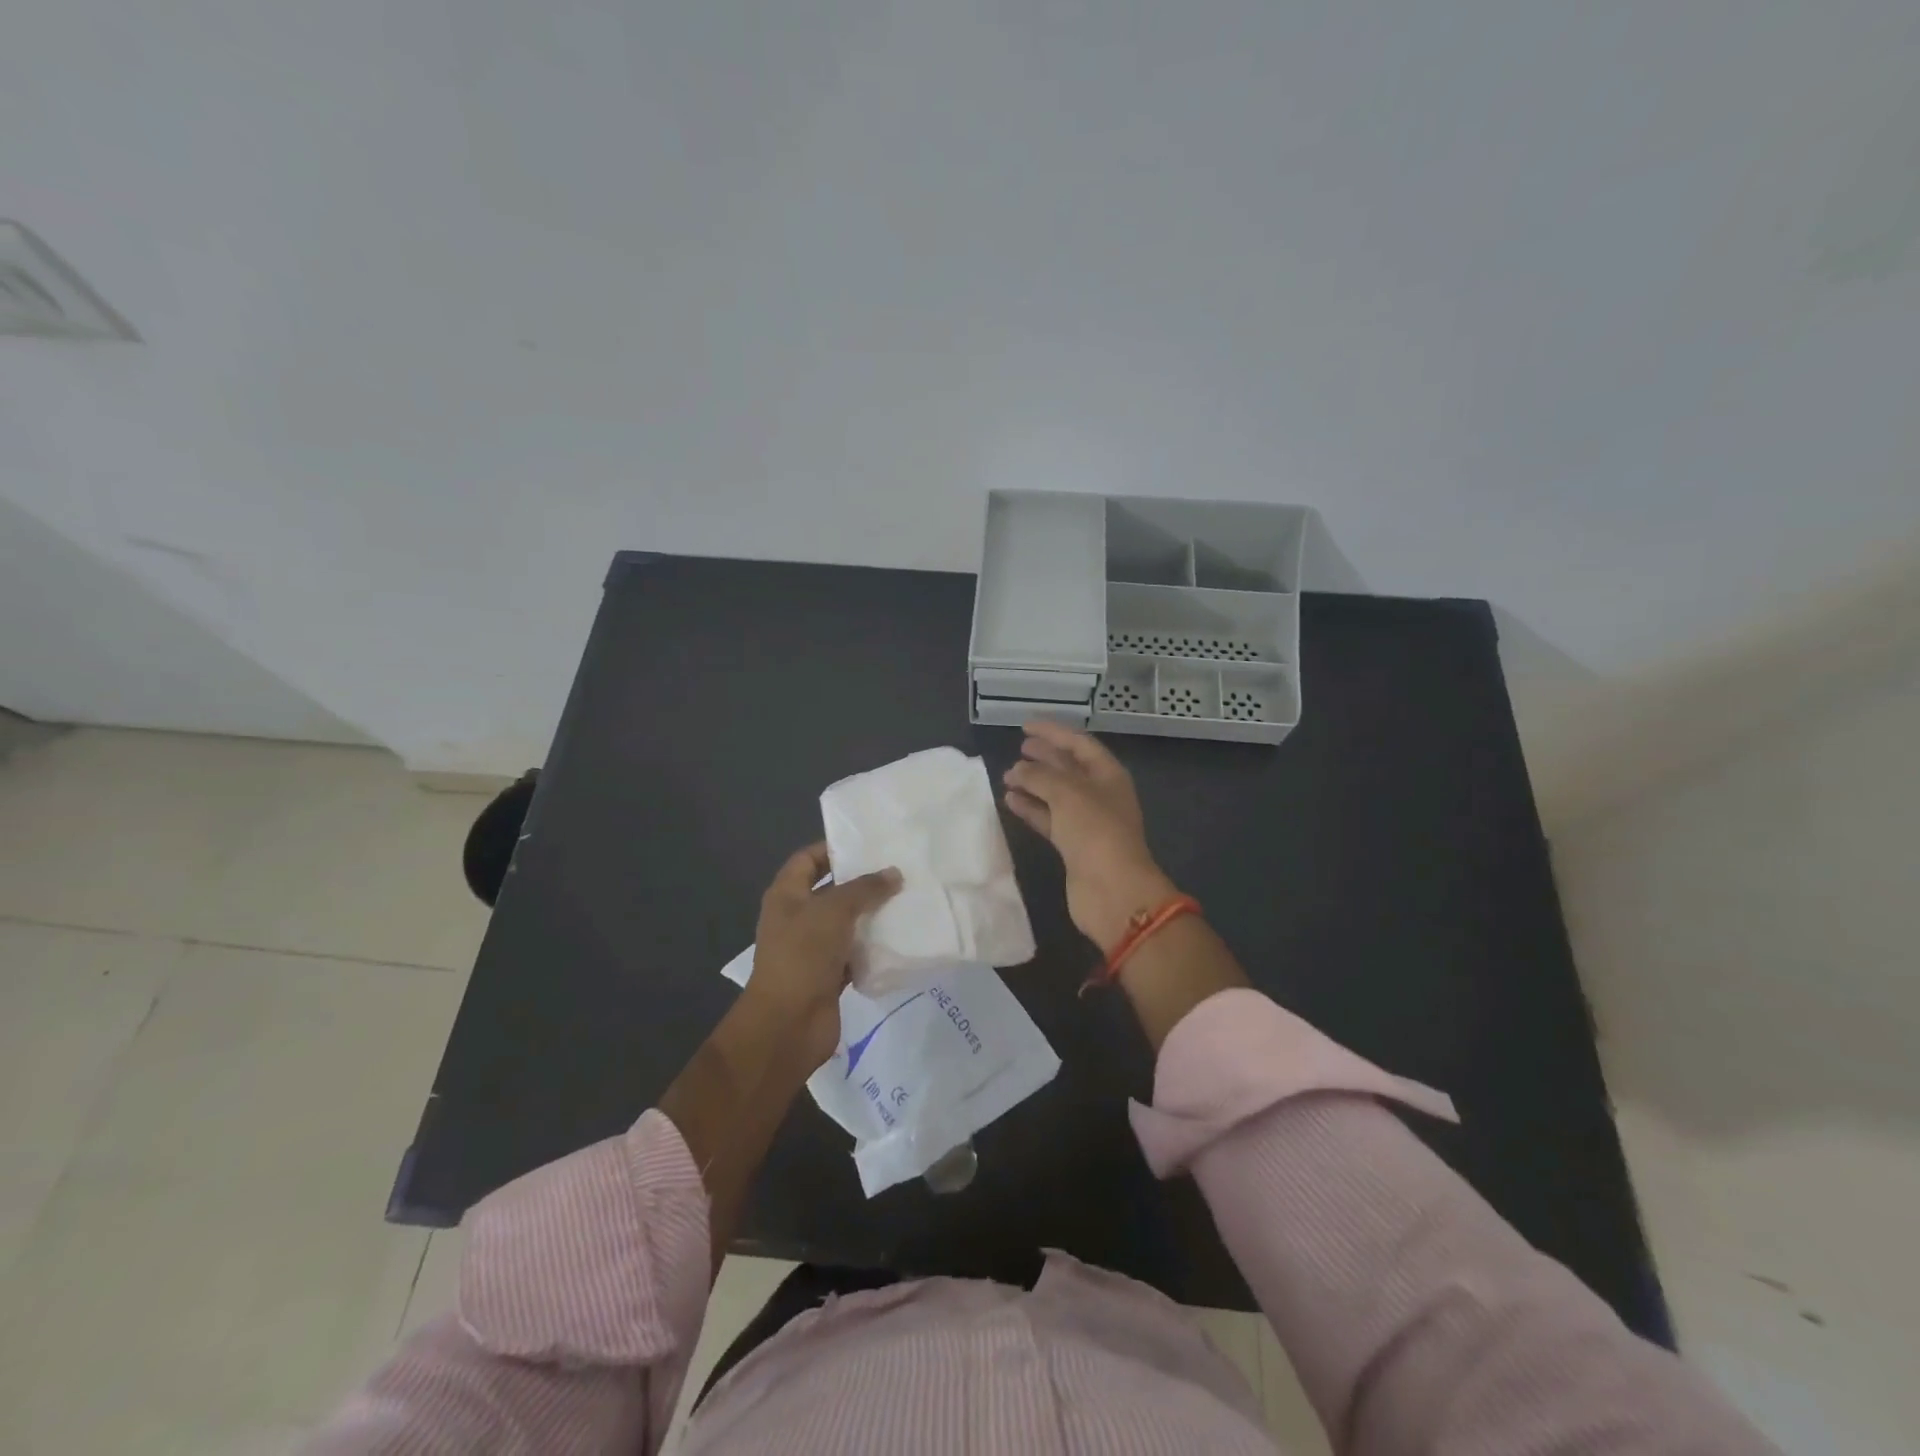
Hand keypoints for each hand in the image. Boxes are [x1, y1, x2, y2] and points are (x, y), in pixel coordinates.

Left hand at [746, 842, 900, 1067]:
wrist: (788, 1024)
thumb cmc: (803, 955)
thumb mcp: (834, 911)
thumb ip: (865, 889)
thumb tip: (894, 873)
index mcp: (786, 895)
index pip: (808, 859)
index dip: (833, 849)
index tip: (868, 845)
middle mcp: (796, 918)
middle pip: (831, 891)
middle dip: (861, 883)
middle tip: (898, 871)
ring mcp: (812, 948)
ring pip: (846, 923)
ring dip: (871, 916)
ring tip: (906, 900)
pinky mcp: (828, 975)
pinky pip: (854, 953)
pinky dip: (872, 947)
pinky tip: (900, 938)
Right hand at [1003, 720, 1179, 951]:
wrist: (1113, 891)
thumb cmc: (1095, 831)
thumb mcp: (1067, 793)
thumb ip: (1039, 775)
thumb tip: (1017, 769)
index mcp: (1108, 775)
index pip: (1079, 743)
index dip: (1053, 732)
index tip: (1025, 726)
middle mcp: (1100, 795)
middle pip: (1069, 768)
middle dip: (1044, 757)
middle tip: (1018, 749)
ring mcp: (1087, 822)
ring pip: (1056, 794)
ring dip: (1033, 784)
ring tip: (1007, 775)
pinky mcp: (1073, 846)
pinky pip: (1049, 819)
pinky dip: (1031, 809)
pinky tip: (1010, 801)